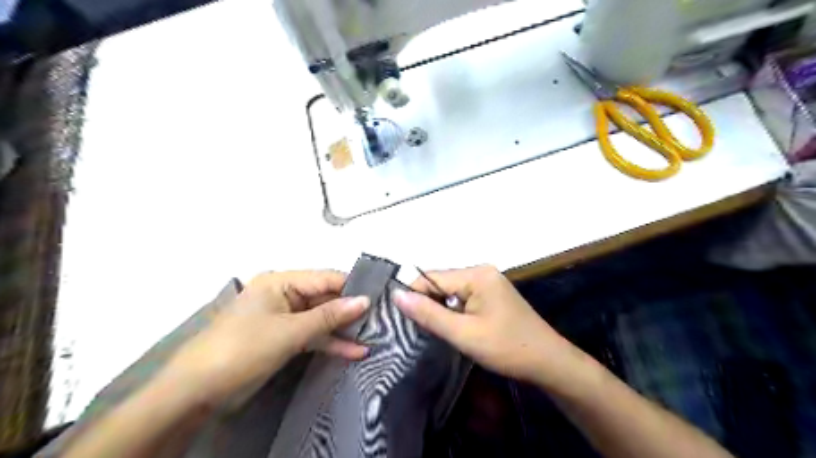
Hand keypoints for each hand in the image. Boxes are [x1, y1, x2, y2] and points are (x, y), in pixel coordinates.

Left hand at [162, 273, 367, 403]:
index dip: (352, 287)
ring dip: (343, 329)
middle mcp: (284, 294)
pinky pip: (312, 335)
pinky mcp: (284, 337)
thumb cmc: (243, 349)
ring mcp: (285, 317)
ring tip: (373, 336)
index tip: (380, 297)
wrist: (198, 390)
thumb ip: (330, 316)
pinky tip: (354, 351)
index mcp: (281, 281)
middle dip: (350, 311)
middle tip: (381, 319)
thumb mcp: (290, 331)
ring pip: (321, 318)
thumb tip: (364, 300)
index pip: (326, 278)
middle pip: (325, 298)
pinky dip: (330, 343)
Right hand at [392, 267, 590, 387]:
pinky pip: (463, 298)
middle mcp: (482, 272)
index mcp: (476, 275)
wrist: (548, 362)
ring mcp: (489, 283)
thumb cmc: (506, 348)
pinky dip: (454, 312)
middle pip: (441, 283)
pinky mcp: (492, 295)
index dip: (413, 295)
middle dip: (428, 304)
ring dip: (441, 310)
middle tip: (415, 329)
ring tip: (431, 331)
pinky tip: (452, 328)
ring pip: (451, 292)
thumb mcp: (463, 333)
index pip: (431, 277)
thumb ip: (429, 314)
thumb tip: (397, 294)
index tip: (399, 318)